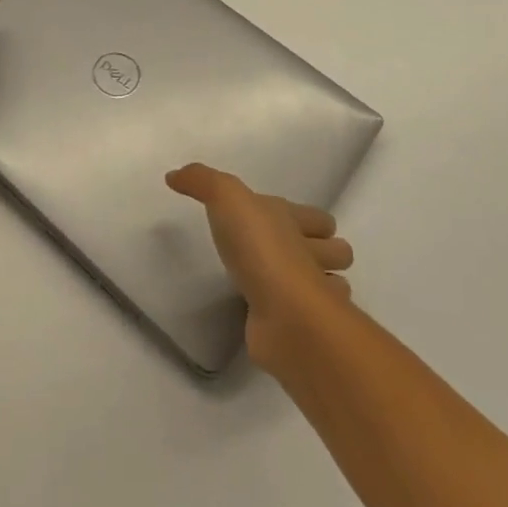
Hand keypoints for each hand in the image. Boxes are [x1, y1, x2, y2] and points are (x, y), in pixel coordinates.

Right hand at [166, 163, 354, 370]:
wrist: (284, 314)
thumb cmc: (260, 249)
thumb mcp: (225, 199)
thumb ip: (201, 181)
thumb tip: (173, 176)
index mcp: (294, 223)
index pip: (319, 218)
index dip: (310, 219)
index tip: (290, 223)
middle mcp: (309, 256)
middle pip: (334, 251)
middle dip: (326, 251)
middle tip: (297, 253)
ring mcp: (311, 296)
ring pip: (329, 286)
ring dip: (320, 284)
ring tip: (291, 283)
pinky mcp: (302, 330)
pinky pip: (309, 320)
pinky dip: (301, 317)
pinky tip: (279, 314)